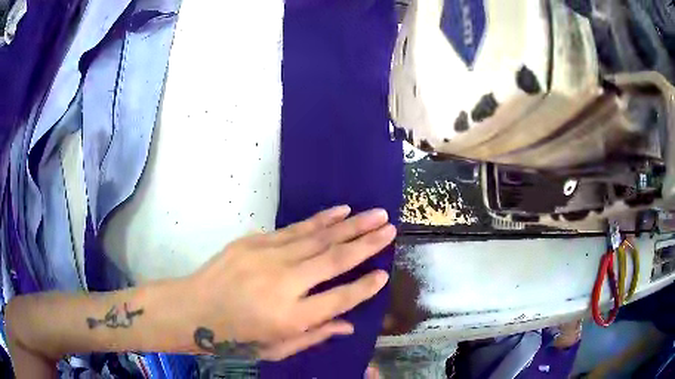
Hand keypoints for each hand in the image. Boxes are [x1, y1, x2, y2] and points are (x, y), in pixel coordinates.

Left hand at [186, 206, 395, 360]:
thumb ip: (314, 335)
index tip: (384, 273)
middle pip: (334, 261)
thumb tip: (349, 325)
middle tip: (390, 228)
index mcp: (290, 318)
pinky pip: (295, 229)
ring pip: (318, 238)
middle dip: (366, 244)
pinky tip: (340, 211)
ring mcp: (267, 258)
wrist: (192, 309)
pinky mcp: (253, 243)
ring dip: (350, 225)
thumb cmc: (235, 337)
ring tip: (376, 215)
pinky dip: (320, 220)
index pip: (339, 300)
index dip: (364, 287)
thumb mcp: (276, 349)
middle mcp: (283, 285)